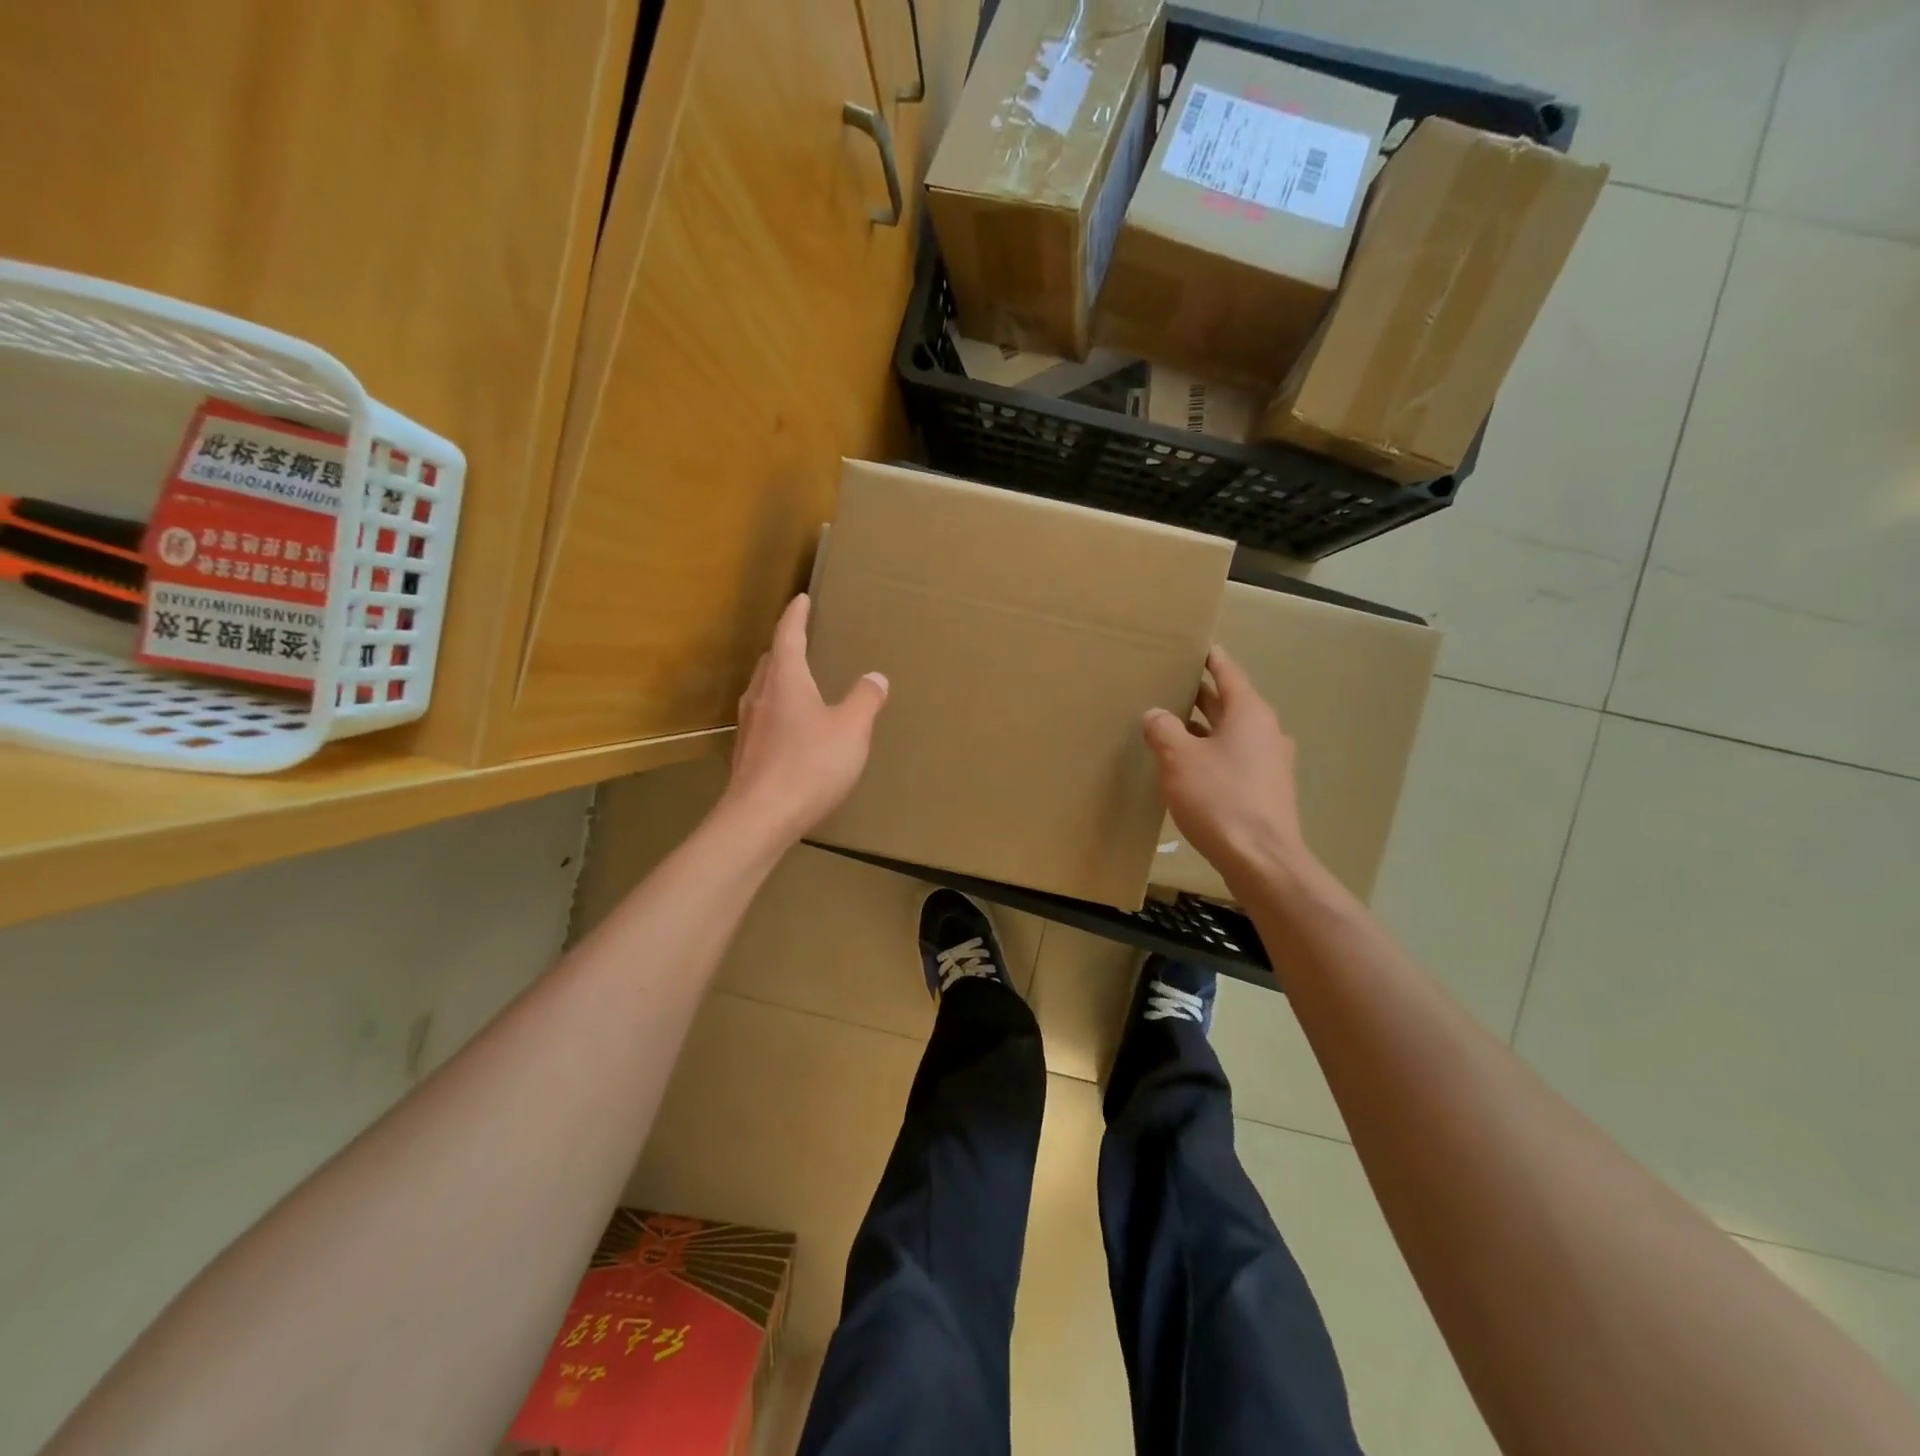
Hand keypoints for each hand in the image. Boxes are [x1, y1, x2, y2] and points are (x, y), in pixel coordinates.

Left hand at [718, 594, 888, 848]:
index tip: (801, 598)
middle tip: (802, 640)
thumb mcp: (851, 730)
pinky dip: (776, 710)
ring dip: (778, 679)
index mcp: (785, 680)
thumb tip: (875, 677)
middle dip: (785, 647)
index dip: (796, 615)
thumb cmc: (809, 766)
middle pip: (770, 661)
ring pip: (762, 690)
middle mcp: (760, 696)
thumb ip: (865, 700)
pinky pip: (762, 718)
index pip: (788, 635)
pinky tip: (790, 729)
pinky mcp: (745, 754)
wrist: (759, 819)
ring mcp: (748, 726)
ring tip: (797, 682)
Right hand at [1143, 646, 1313, 891]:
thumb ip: (1164, 730)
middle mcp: (1266, 731)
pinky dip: (1213, 754)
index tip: (1195, 647)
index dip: (1210, 659)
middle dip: (1202, 695)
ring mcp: (1271, 763)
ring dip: (1205, 728)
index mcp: (1250, 713)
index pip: (1229, 673)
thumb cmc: (1220, 800)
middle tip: (1171, 685)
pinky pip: (1236, 759)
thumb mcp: (1179, 760)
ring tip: (1172, 725)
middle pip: (1231, 703)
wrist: (1262, 860)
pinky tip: (1189, 767)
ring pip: (1232, 734)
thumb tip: (1155, 714)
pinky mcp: (1267, 790)